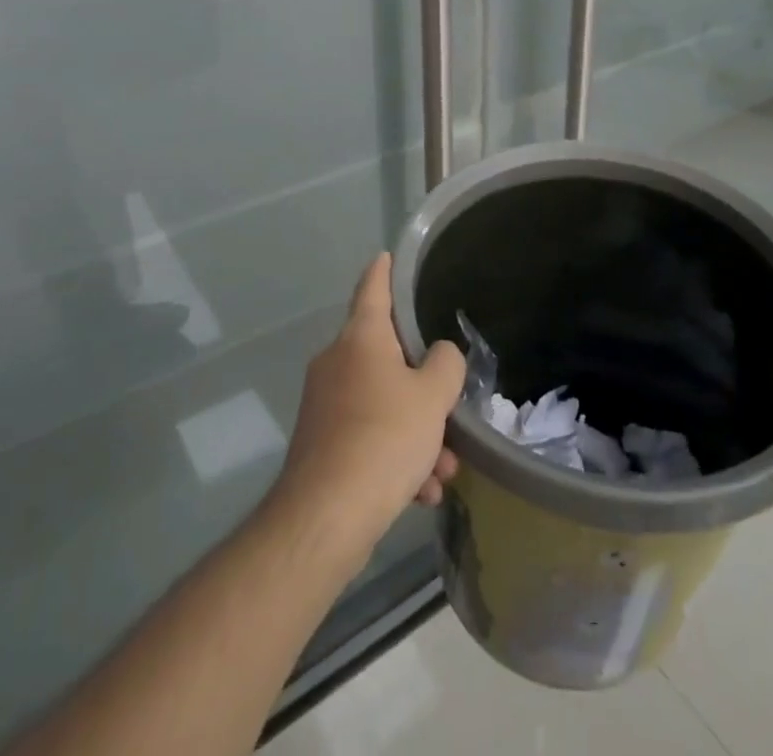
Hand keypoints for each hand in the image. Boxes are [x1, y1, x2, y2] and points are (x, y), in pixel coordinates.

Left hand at [274, 254, 465, 557]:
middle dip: (424, 386)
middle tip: (451, 408)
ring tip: (443, 470)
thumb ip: (445, 364)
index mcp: (361, 339)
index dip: (383, 270)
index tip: (387, 255)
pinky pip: (369, 437)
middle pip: (388, 357)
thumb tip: (439, 355)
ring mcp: (325, 405)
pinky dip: (396, 457)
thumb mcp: (433, 396)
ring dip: (417, 432)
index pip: (373, 289)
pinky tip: (420, 493)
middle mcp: (337, 363)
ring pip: (383, 404)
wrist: (326, 517)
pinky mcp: (322, 445)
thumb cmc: (384, 438)